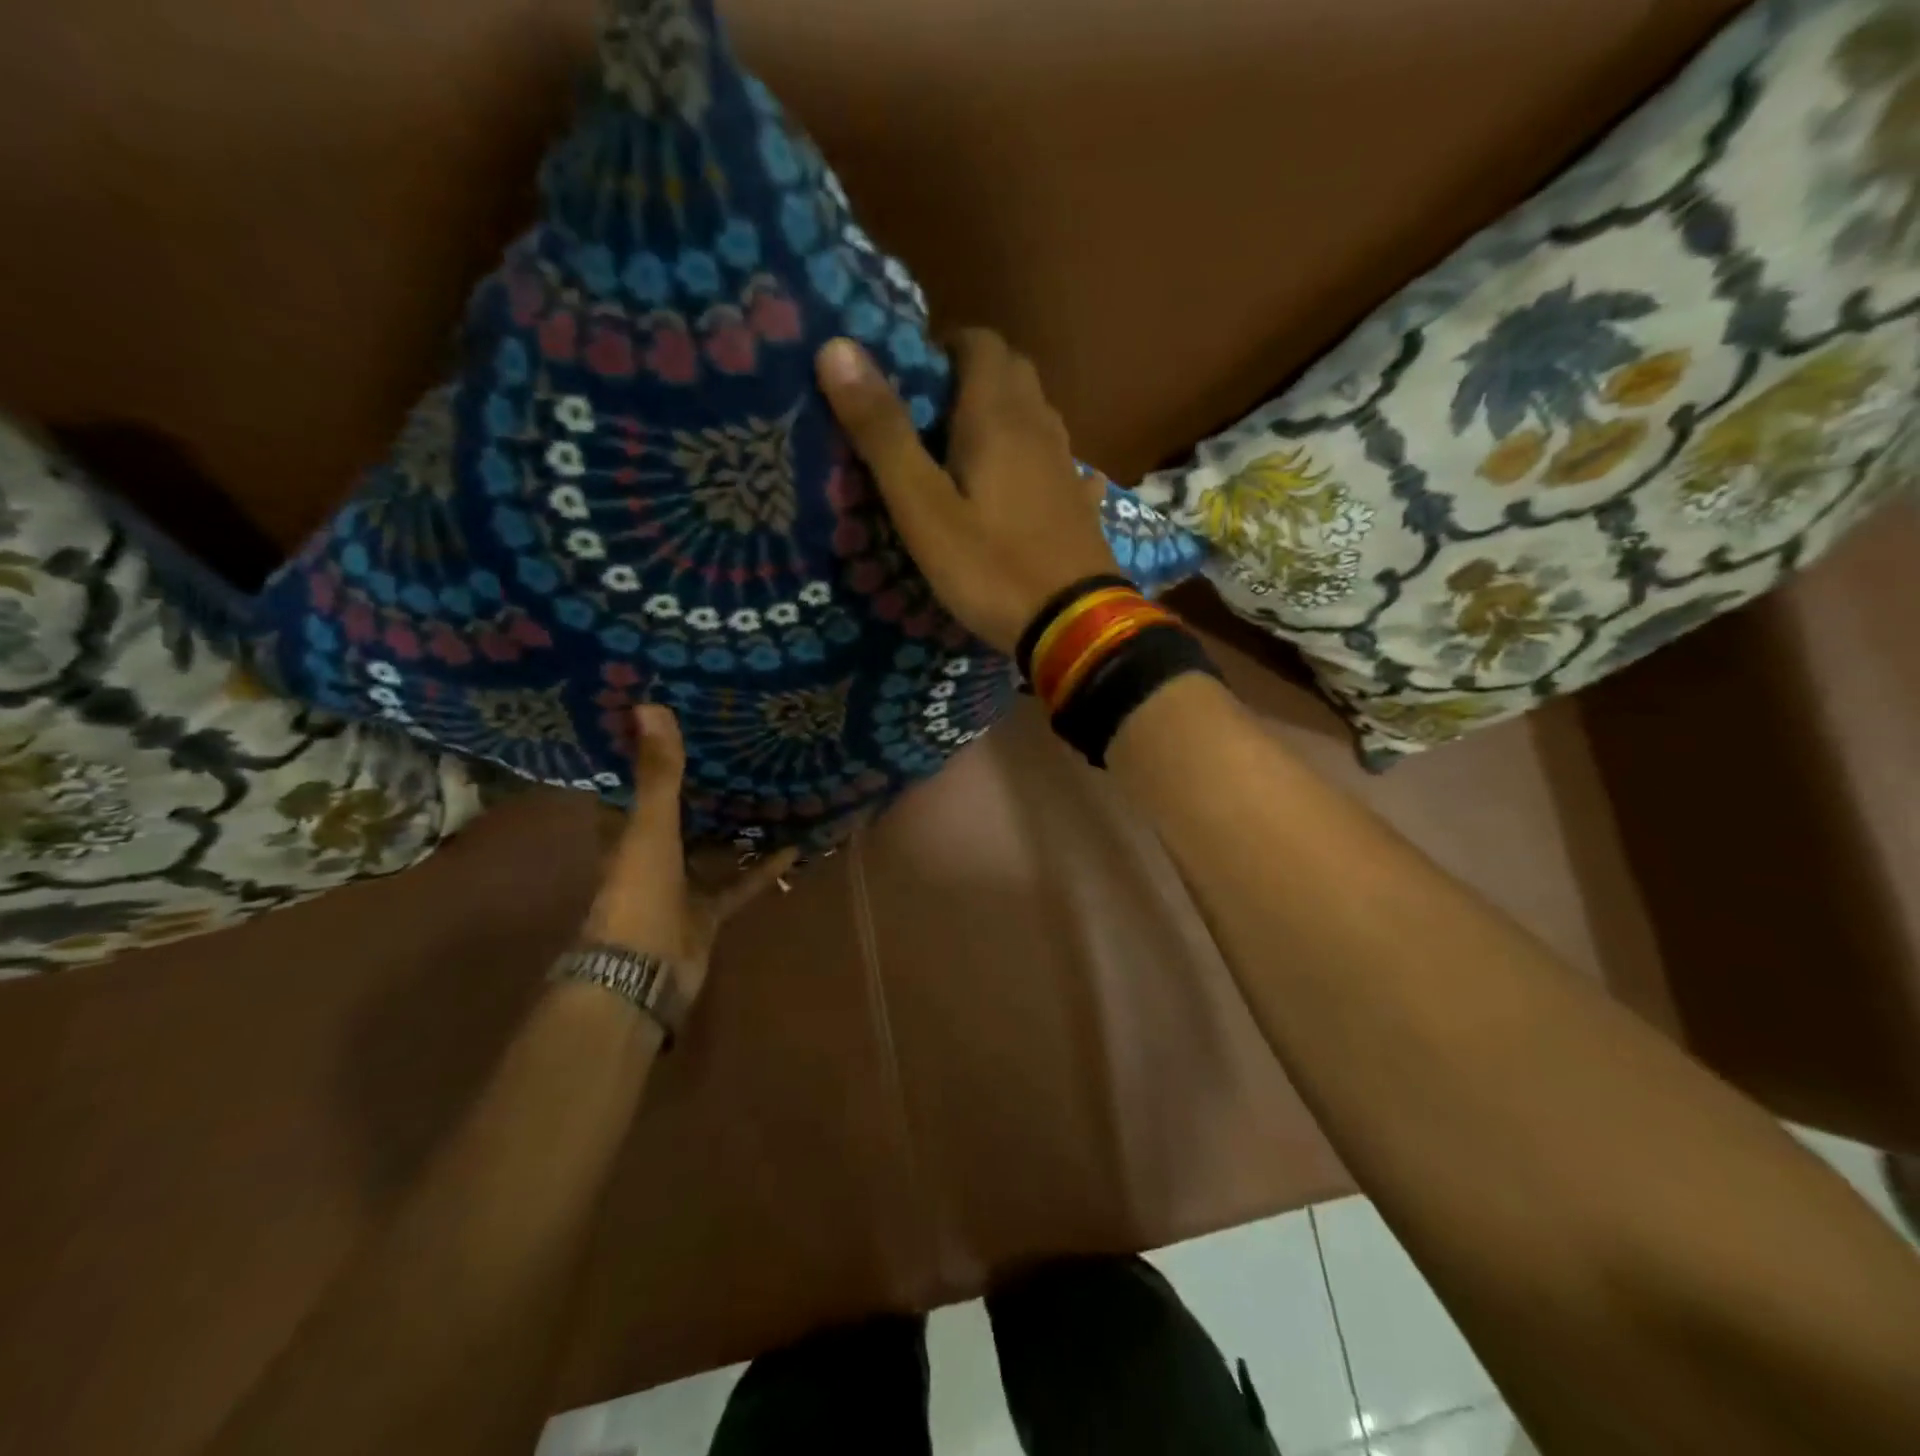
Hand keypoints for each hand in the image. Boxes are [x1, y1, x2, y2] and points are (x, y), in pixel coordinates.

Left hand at [583, 706, 797, 1006]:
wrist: (643, 973)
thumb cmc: (638, 893)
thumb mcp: (650, 828)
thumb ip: (658, 773)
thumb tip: (650, 705)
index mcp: (626, 832)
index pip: (634, 786)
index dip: (649, 755)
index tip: (676, 722)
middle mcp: (651, 855)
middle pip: (678, 814)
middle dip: (702, 787)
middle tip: (736, 749)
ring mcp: (681, 885)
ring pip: (711, 847)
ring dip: (735, 827)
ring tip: (768, 790)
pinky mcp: (708, 911)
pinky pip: (740, 883)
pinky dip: (763, 868)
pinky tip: (793, 846)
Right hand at [817, 330, 1120, 655]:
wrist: (1072, 626)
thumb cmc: (990, 567)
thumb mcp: (922, 507)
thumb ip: (883, 431)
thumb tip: (837, 347)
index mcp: (999, 416)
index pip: (979, 342)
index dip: (943, 347)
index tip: (910, 378)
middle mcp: (1041, 426)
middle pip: (1012, 372)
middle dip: (971, 376)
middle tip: (929, 416)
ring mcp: (1068, 466)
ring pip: (1036, 415)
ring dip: (1003, 415)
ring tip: (964, 452)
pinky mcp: (1080, 505)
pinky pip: (1057, 463)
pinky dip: (1034, 460)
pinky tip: (1020, 487)